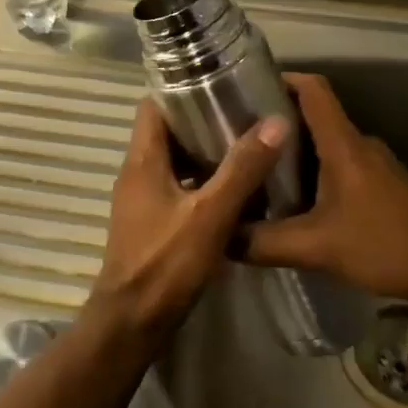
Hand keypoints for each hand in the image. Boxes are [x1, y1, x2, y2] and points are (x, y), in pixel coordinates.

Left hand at [89, 100, 291, 341]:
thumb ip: (242, 169)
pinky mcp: (151, 223)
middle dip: (203, 121)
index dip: (183, 90)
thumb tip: (275, 121)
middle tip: (246, 115)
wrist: (131, 322)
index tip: (222, 84)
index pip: (154, 106)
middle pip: (167, 132)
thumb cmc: (165, 263)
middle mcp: (137, 173)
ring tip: (248, 148)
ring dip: (206, 154)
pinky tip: (235, 192)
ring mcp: (142, 200)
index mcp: (142, 160)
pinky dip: (202, 183)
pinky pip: (178, 189)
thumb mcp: (210, 214)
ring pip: (175, 162)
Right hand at [241, 72, 407, 307]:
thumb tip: (220, 237)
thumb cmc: (384, 245)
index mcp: (343, 145)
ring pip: (326, 144)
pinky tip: (295, 202)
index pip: (313, 89)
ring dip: (294, 151)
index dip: (282, 79)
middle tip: (238, 139)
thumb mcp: (315, 248)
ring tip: (257, 170)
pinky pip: (339, 166)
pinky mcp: (382, 186)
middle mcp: (359, 145)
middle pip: (314, 116)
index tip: (248, 87)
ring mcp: (374, 165)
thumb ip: (263, 243)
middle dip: (276, 122)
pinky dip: (314, 173)